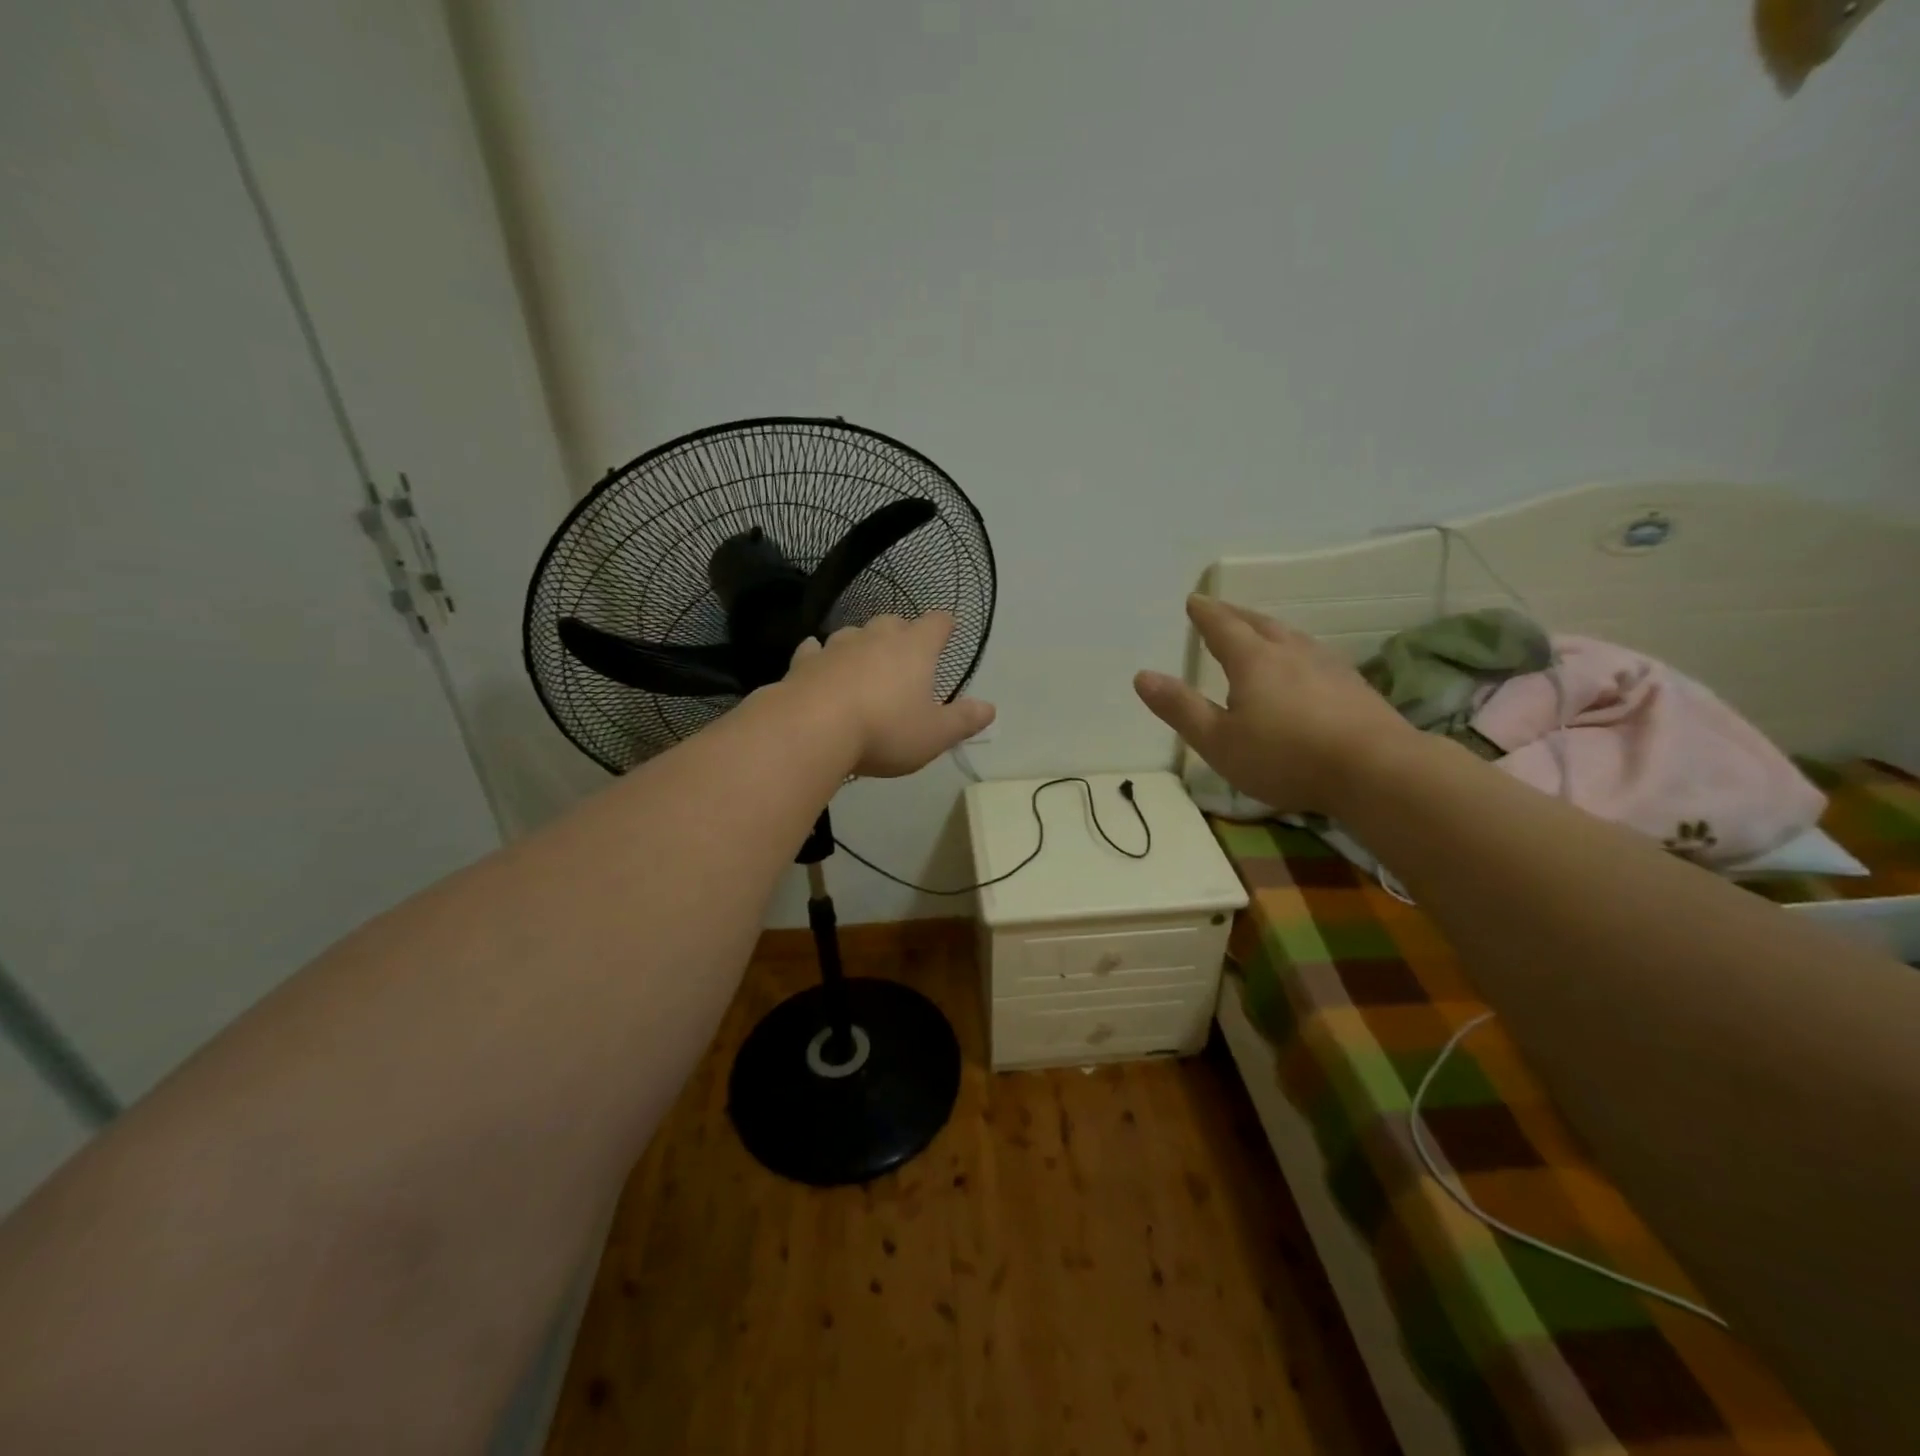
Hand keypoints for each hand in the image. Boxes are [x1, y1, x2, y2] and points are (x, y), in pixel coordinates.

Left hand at [783, 612, 994, 777]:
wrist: (811, 729)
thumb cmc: (884, 730)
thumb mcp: (934, 734)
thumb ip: (963, 721)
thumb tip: (990, 708)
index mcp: (914, 649)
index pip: (936, 624)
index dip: (944, 626)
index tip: (948, 630)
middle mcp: (876, 638)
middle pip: (893, 622)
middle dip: (902, 633)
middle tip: (906, 653)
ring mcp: (836, 647)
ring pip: (853, 633)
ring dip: (861, 644)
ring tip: (865, 663)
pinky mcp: (804, 663)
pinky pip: (814, 650)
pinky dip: (820, 655)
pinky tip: (818, 663)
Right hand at [1134, 596, 1414, 815]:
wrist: (1376, 769)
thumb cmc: (1285, 757)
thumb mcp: (1218, 741)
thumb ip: (1180, 708)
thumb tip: (1142, 676)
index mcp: (1253, 661)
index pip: (1222, 628)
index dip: (1205, 614)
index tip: (1194, 600)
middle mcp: (1290, 653)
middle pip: (1259, 624)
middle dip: (1235, 615)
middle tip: (1220, 609)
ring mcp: (1327, 666)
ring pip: (1291, 636)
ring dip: (1269, 628)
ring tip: (1259, 630)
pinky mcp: (1354, 686)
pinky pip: (1315, 655)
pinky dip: (1297, 650)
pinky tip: (1305, 665)